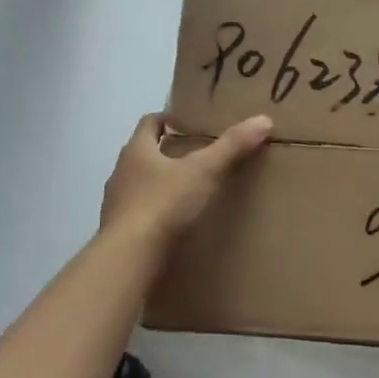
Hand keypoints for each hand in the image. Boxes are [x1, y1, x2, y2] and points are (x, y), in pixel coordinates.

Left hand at [101, 112, 272, 246]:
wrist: (129, 258)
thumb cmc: (163, 204)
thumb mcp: (204, 171)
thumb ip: (231, 146)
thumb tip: (263, 120)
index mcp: (136, 150)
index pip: (149, 123)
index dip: (168, 119)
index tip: (189, 124)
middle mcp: (121, 172)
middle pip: (144, 153)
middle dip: (167, 152)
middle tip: (197, 156)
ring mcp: (115, 204)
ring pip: (139, 185)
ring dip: (159, 185)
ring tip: (188, 192)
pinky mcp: (118, 232)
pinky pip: (138, 214)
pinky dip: (155, 214)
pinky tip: (174, 225)